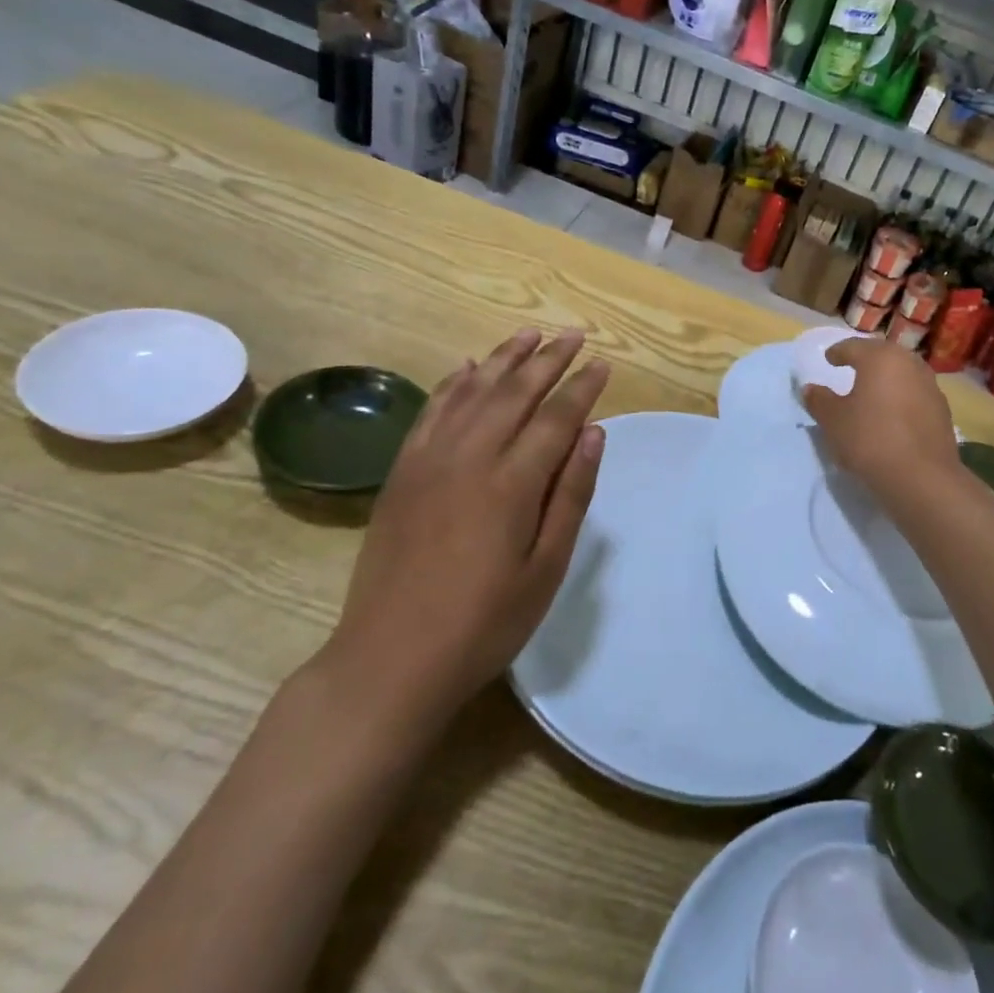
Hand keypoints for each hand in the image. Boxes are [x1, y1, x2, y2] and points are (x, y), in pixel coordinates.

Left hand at [318, 328, 608, 731]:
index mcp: (512, 484)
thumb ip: (571, 495)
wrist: (391, 658)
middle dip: (548, 359)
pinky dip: (453, 383)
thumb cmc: (484, 622)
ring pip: (472, 391)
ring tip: (529, 334)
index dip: (583, 387)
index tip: (602, 363)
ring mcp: (429, 460)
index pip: (556, 417)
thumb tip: (594, 433)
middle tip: (573, 334)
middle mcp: (469, 457)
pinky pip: (431, 411)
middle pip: (515, 392)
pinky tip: (467, 367)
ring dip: (503, 358)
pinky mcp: (402, 472)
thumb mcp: (546, 568)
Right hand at [802, 338, 960, 502]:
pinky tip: (893, 414)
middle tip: (852, 368)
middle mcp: (909, 363)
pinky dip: (902, 397)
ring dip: (887, 378)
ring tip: (873, 391)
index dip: (838, 352)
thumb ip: (819, 400)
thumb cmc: (870, 439)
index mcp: (880, 358)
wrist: (921, 477)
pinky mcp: (942, 410)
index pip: (853, 347)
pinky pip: (915, 394)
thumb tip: (810, 389)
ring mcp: (930, 386)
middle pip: (883, 355)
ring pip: (903, 373)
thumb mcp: (833, 421)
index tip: (829, 358)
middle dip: (866, 360)